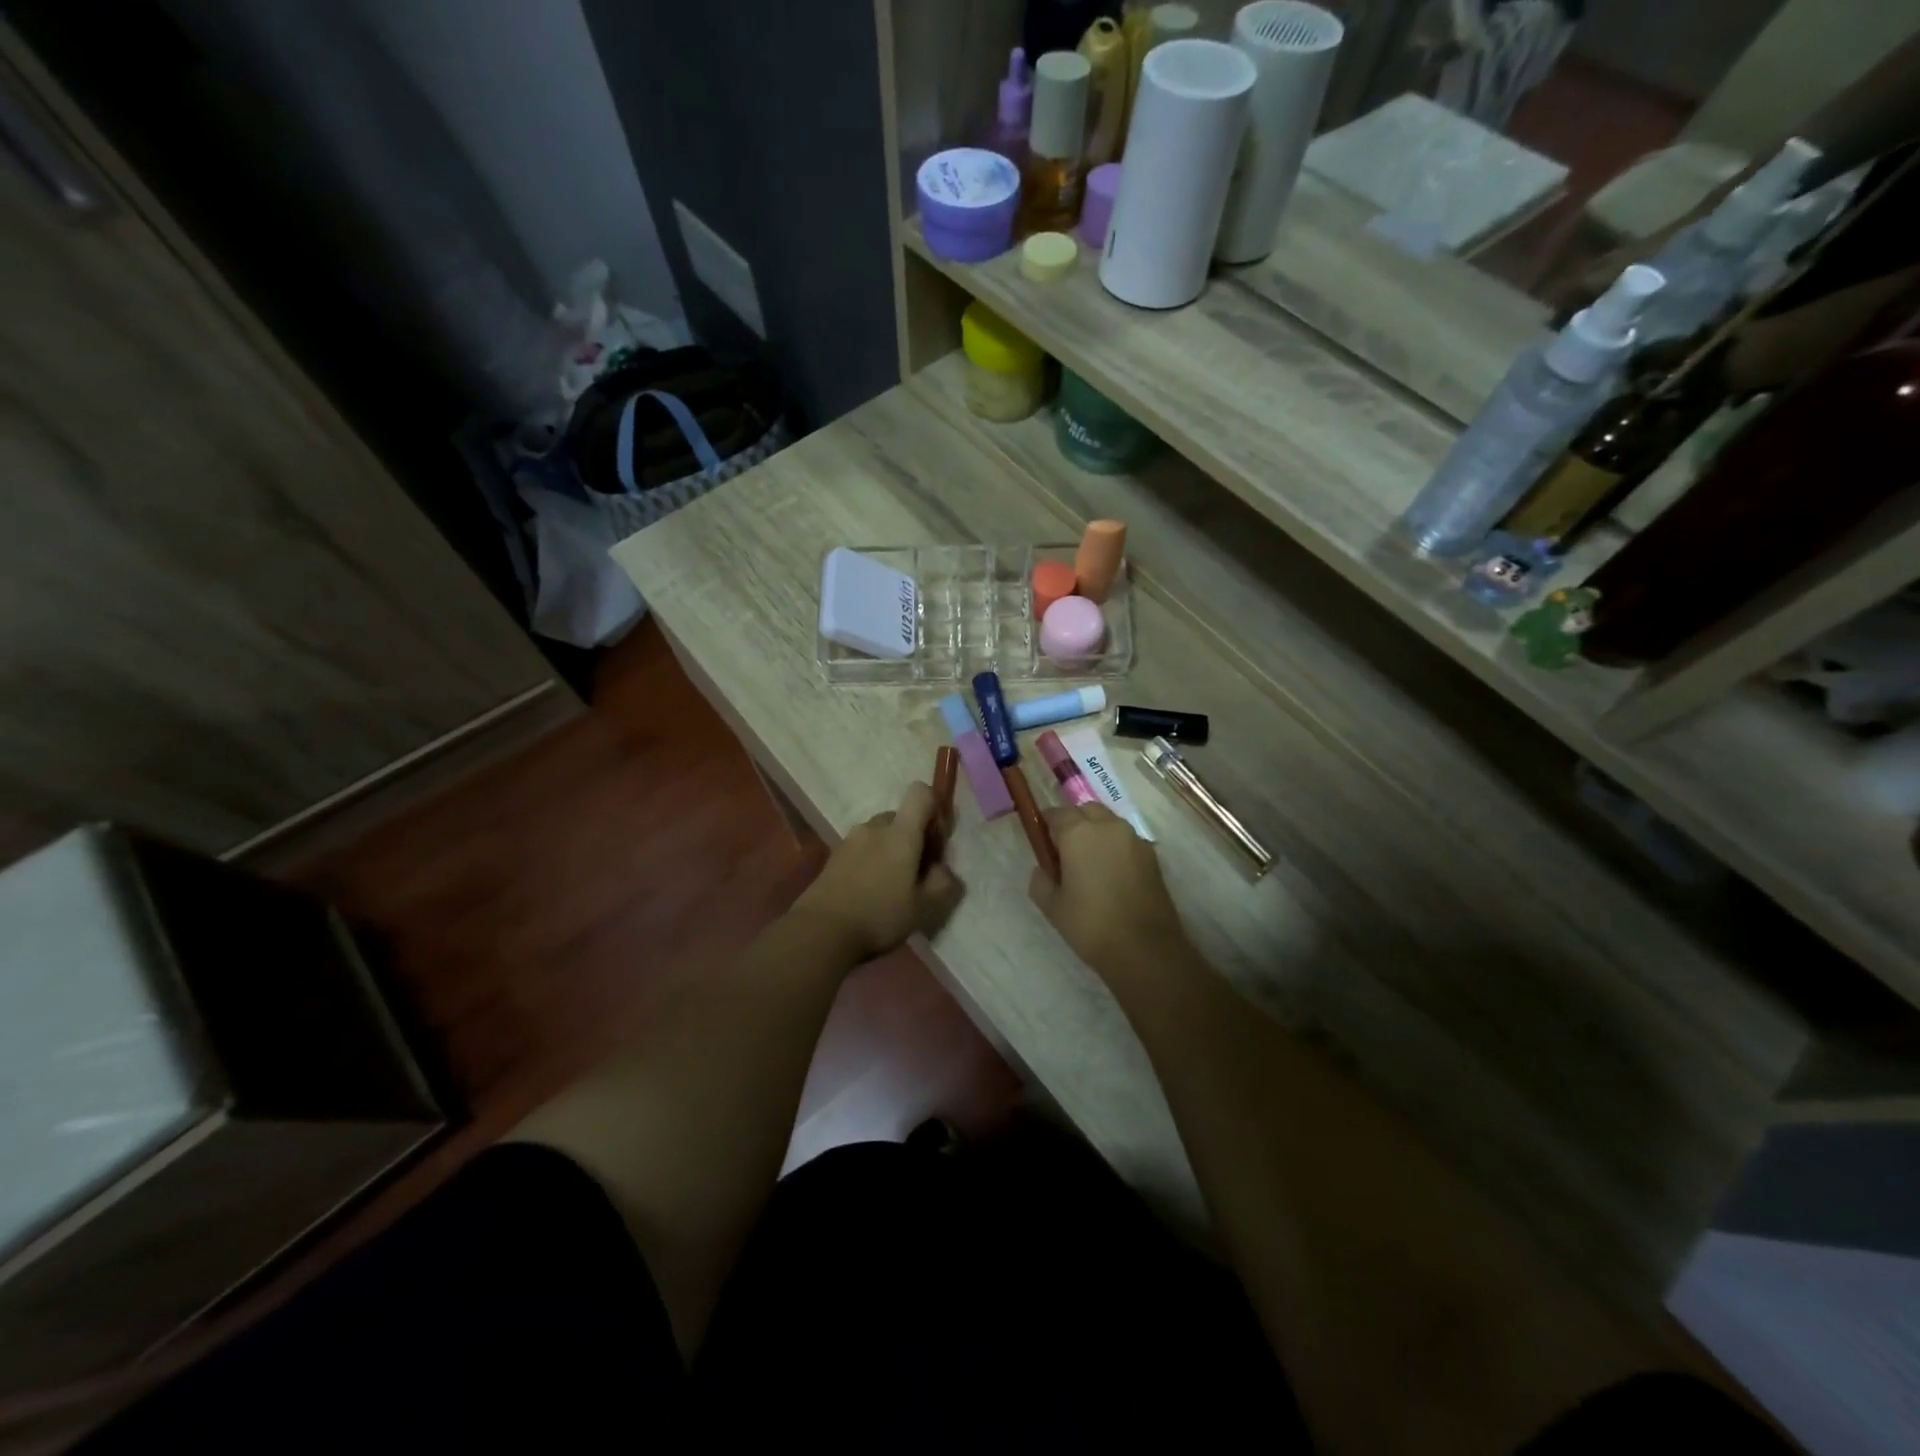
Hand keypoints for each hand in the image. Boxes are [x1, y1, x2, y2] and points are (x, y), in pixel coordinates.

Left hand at [792, 782, 962, 963]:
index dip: (934, 810)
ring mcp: (849, 840)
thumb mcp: (924, 907)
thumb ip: (942, 883)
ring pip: (879, 834)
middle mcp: (874, 827)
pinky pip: (861, 849)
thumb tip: (942, 869)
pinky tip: (868, 893)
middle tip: (915, 874)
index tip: (935, 843)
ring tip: (890, 887)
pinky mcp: (833, 856)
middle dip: (912, 838)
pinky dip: (870, 861)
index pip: (920, 793)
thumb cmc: (879, 915)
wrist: (820, 931)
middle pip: (900, 817)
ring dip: (890, 851)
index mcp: (900, 833)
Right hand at [1028, 804, 1188, 980]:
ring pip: (1109, 822)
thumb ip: (1040, 880)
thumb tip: (1044, 868)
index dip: (1046, 827)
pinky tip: (1111, 875)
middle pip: (1086, 811)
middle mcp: (1108, 826)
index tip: (1042, 845)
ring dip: (1096, 832)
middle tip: (1065, 853)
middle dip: (1073, 823)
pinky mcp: (1152, 855)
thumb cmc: (1091, 925)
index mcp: (1079, 833)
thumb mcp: (1052, 907)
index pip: (1056, 814)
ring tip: (1090, 865)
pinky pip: (1126, 840)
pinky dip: (1115, 847)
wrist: (1145, 950)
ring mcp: (1134, 839)